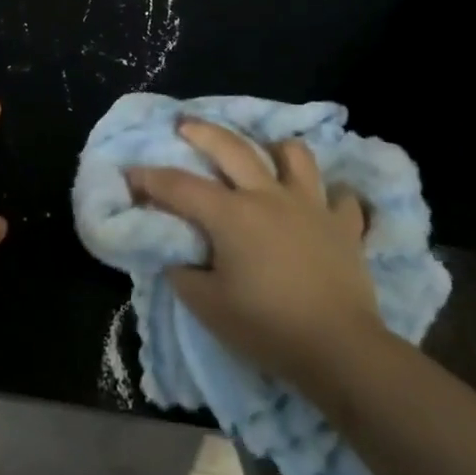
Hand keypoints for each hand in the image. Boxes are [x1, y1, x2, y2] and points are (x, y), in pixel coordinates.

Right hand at [129, 119, 384, 391]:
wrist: (340, 350)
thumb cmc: (267, 327)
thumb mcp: (208, 307)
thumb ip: (183, 273)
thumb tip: (176, 255)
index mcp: (231, 214)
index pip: (180, 186)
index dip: (150, 178)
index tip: (130, 174)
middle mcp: (269, 196)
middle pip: (232, 147)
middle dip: (203, 131)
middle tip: (185, 124)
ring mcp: (311, 205)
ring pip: (295, 155)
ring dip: (276, 149)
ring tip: (266, 155)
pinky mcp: (344, 226)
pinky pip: (340, 197)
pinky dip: (330, 196)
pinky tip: (321, 204)